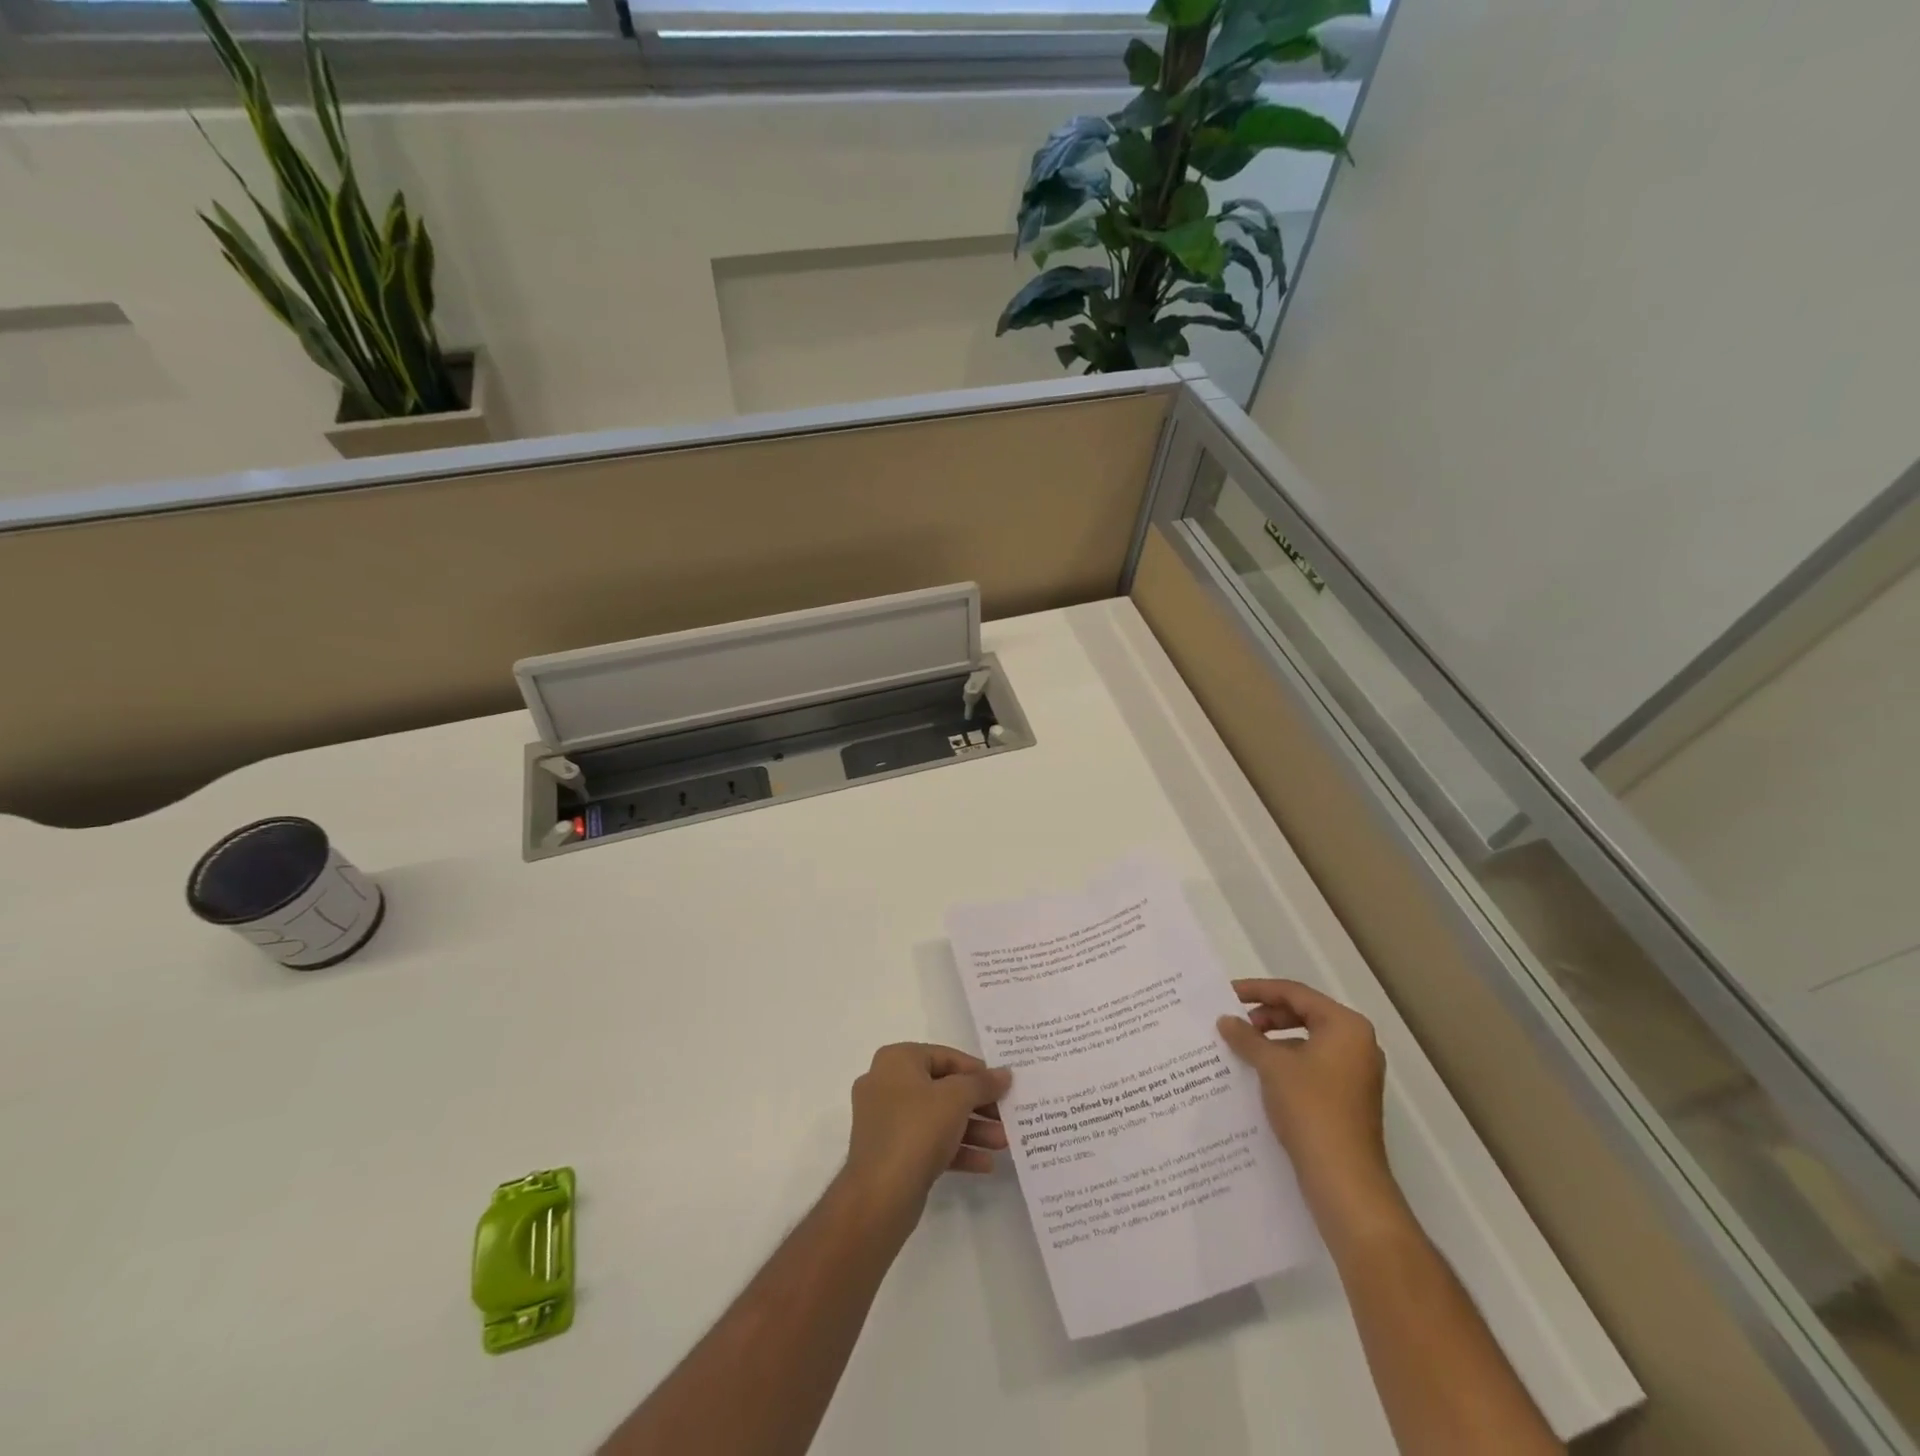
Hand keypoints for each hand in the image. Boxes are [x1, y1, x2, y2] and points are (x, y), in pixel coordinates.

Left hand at [840, 1043, 1011, 1218]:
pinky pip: (928, 1143)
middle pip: (942, 1088)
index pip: (944, 1056)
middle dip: (978, 1105)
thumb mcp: (957, 1098)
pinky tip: (985, 1163)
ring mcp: (886, 1121)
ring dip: (972, 1129)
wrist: (879, 1196)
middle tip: (1006, 1116)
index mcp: (896, 1060)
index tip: (1001, 1086)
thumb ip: (983, 1083)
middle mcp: (886, 1084)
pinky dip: (955, 1149)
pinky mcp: (890, 1153)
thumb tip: (1004, 1074)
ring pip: (937, 1118)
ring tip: (1004, 1142)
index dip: (976, 1071)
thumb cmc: (917, 1130)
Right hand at [1217, 980, 1399, 1221]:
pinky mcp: (1347, 1099)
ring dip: (1273, 1041)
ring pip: (1306, 1041)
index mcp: (1346, 1027)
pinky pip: (1311, 1066)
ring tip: (1242, 1049)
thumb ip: (1247, 1037)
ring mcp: (1355, 1073)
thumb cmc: (1311, 1108)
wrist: (1344, 1180)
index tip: (1227, 994)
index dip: (1258, 990)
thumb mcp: (1272, 1066)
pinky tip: (1259, 1076)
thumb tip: (1226, 1021)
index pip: (1295, 993)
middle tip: (1235, 1024)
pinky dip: (1285, 1063)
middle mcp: (1357, 1044)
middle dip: (1266, 1016)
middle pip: (1304, 1014)